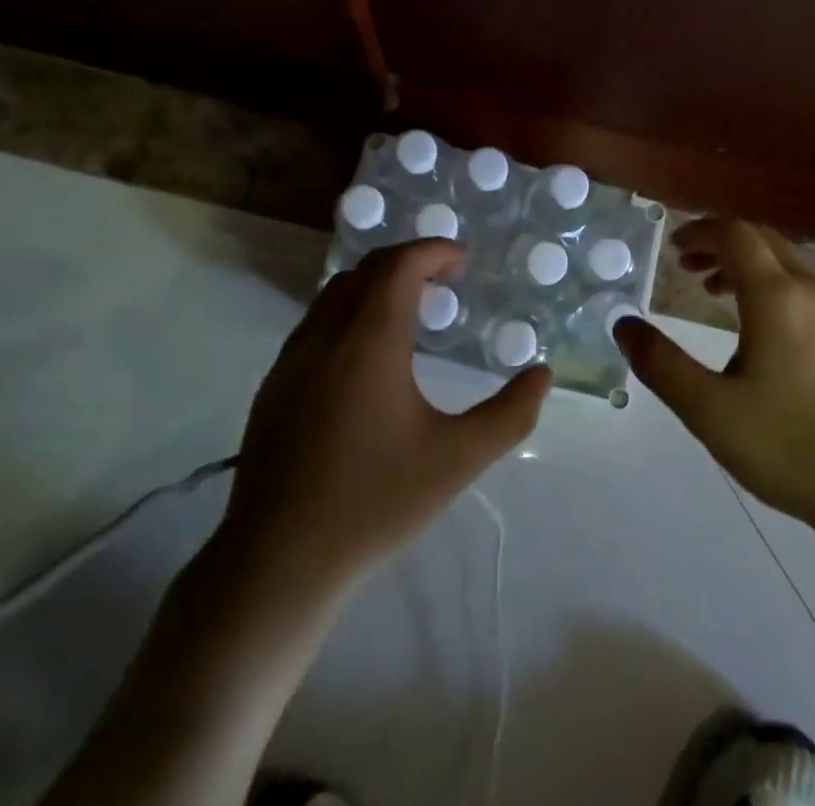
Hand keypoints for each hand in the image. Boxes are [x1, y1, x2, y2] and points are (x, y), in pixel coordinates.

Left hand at [216, 240, 551, 596]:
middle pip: (366, 270)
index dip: (432, 251)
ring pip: (335, 294)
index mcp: (369, 343)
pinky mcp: (273, 386)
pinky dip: (348, 312)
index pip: (398, 266)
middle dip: (407, 262)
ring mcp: (291, 360)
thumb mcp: (456, 461)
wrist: (276, 563)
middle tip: (443, 281)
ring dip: (375, 286)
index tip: (461, 260)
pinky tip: (366, 357)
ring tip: (410, 312)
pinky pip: (315, 323)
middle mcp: (325, 337)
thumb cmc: (374, 504)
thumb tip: (541, 374)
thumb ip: (509, 415)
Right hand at [614, 218, 814, 535]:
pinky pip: (806, 291)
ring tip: (716, 293)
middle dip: (721, 243)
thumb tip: (623, 325)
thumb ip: (661, 364)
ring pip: (787, 265)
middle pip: (763, 240)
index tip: (673, 248)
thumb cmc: (791, 445)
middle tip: (687, 266)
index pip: (735, 234)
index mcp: (776, 296)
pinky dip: (773, 288)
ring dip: (747, 266)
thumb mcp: (710, 410)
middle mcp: (811, 291)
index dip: (700, 232)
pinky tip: (762, 332)